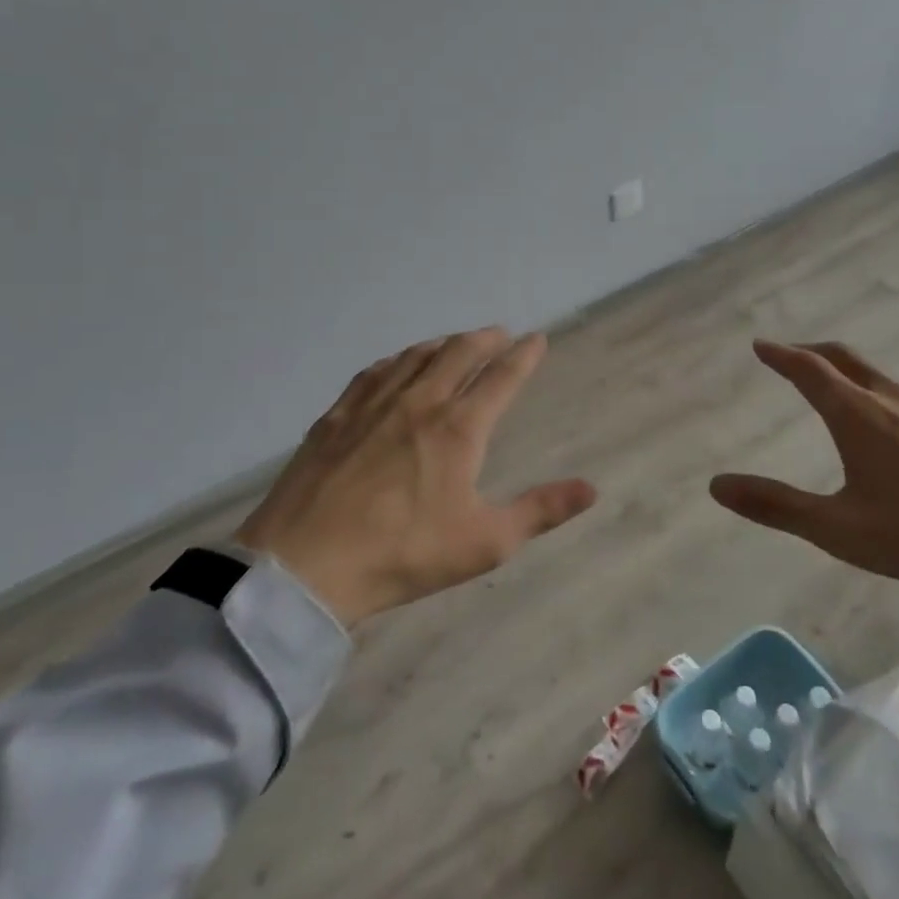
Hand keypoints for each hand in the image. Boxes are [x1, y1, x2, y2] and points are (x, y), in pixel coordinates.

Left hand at [234, 328, 597, 628]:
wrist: (306, 565)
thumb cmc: (404, 554)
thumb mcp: (484, 542)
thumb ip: (540, 511)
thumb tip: (592, 488)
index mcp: (458, 429)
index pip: (501, 378)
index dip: (524, 356)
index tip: (538, 339)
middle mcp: (419, 402)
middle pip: (458, 353)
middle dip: (485, 339)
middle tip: (500, 334)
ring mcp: (373, 404)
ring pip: (416, 356)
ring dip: (443, 343)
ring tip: (456, 342)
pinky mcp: (337, 415)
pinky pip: (374, 371)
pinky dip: (398, 359)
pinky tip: (397, 364)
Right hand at [709, 340, 898, 649]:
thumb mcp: (839, 530)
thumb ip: (776, 506)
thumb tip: (716, 485)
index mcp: (859, 416)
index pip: (810, 370)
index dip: (781, 355)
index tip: (760, 345)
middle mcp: (894, 401)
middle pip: (845, 358)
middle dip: (812, 351)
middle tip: (789, 355)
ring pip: (878, 376)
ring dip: (846, 370)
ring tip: (831, 386)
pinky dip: (876, 391)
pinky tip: (887, 425)